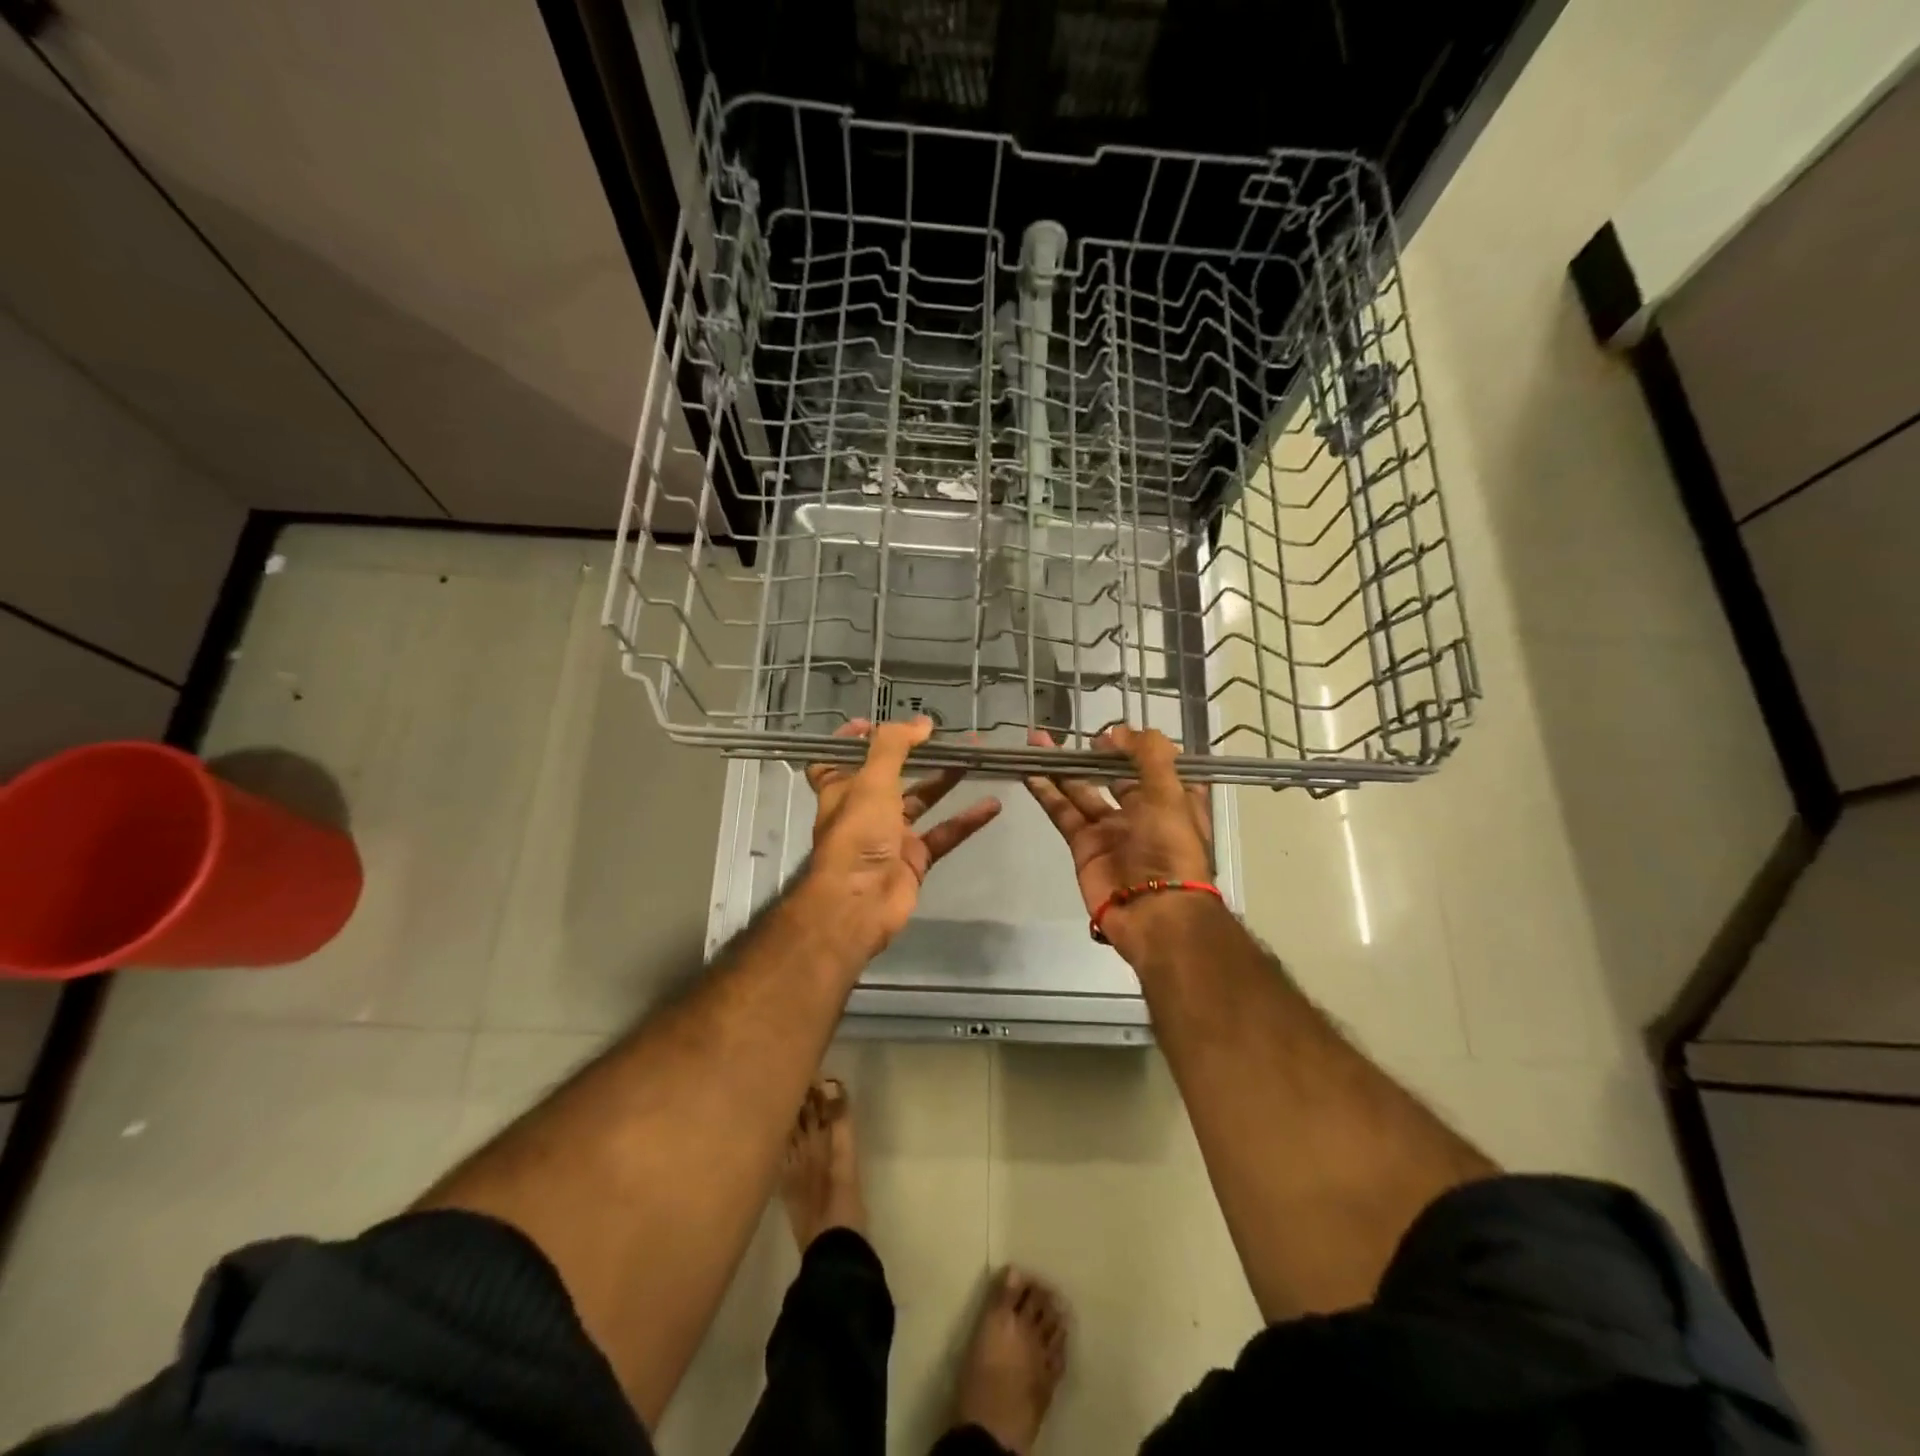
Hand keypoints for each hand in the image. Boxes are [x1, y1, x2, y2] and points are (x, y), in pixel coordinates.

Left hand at [805, 717, 1001, 955]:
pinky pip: (944, 833)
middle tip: (946, 734)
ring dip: (946, 779)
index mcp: (842, 788)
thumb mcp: (872, 781)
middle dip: (916, 753)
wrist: (859, 902)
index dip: (850, 741)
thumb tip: (922, 723)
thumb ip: (895, 746)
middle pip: (891, 774)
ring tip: (975, 756)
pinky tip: (993, 804)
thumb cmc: (857, 834)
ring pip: (922, 800)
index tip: (875, 722)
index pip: (837, 759)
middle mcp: (864, 809)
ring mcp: (890, 835)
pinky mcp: (914, 859)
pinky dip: (966, 820)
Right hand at [1024, 726, 1214, 956]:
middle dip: (1093, 754)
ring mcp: (1110, 830)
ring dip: (1062, 767)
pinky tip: (1030, 770)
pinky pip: (1062, 812)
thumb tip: (1117, 730)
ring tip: (1037, 741)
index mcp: (1173, 800)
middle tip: (1070, 735)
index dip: (1136, 747)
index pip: (1155, 765)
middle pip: (1113, 775)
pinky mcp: (1083, 846)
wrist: (1154, 914)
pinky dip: (1046, 792)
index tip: (1115, 732)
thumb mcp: (1170, 793)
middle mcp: (1142, 812)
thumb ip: (1147, 754)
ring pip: (1081, 790)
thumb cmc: (1171, 848)